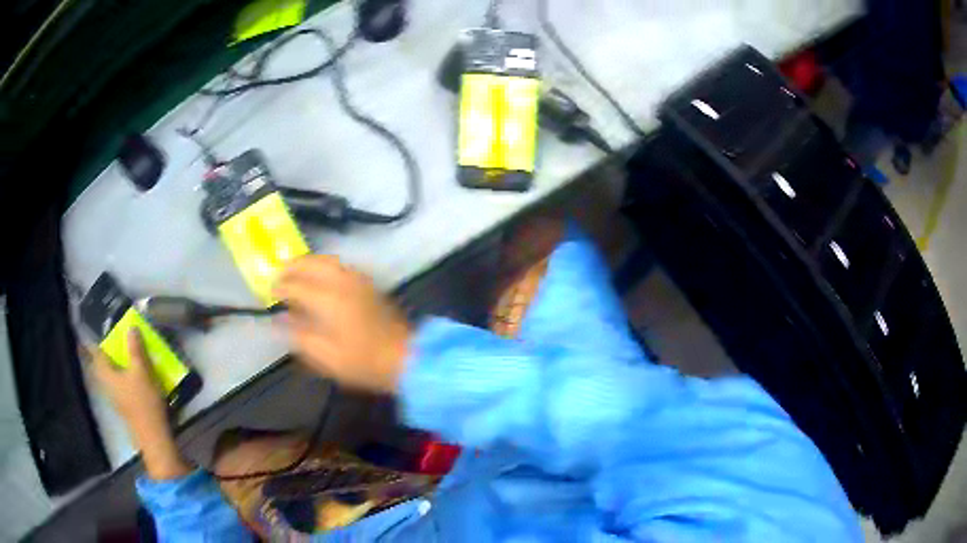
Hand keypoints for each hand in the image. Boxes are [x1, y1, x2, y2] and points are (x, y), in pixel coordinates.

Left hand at [90, 329, 189, 479]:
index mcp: (107, 375)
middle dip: (100, 355)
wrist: (153, 436)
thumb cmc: (144, 402)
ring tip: (116, 356)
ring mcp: (115, 398)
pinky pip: (116, 385)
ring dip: (110, 366)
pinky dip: (119, 376)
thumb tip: (130, 328)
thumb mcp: (142, 372)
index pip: (96, 354)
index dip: (92, 342)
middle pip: (100, 366)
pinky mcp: (123, 406)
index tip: (86, 333)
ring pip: (108, 376)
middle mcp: (107, 385)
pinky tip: (127, 376)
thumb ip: (135, 349)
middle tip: (102, 342)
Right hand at [276, 255, 410, 393]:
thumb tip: (279, 318)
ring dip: (307, 262)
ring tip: (294, 273)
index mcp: (328, 300)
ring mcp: (357, 279)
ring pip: (326, 259)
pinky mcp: (368, 283)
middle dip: (291, 266)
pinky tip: (318, 277)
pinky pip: (340, 265)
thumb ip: (299, 335)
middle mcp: (341, 282)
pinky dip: (323, 265)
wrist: (406, 356)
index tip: (269, 293)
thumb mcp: (325, 357)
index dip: (279, 287)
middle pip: (310, 262)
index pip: (296, 285)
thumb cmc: (363, 362)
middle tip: (278, 276)